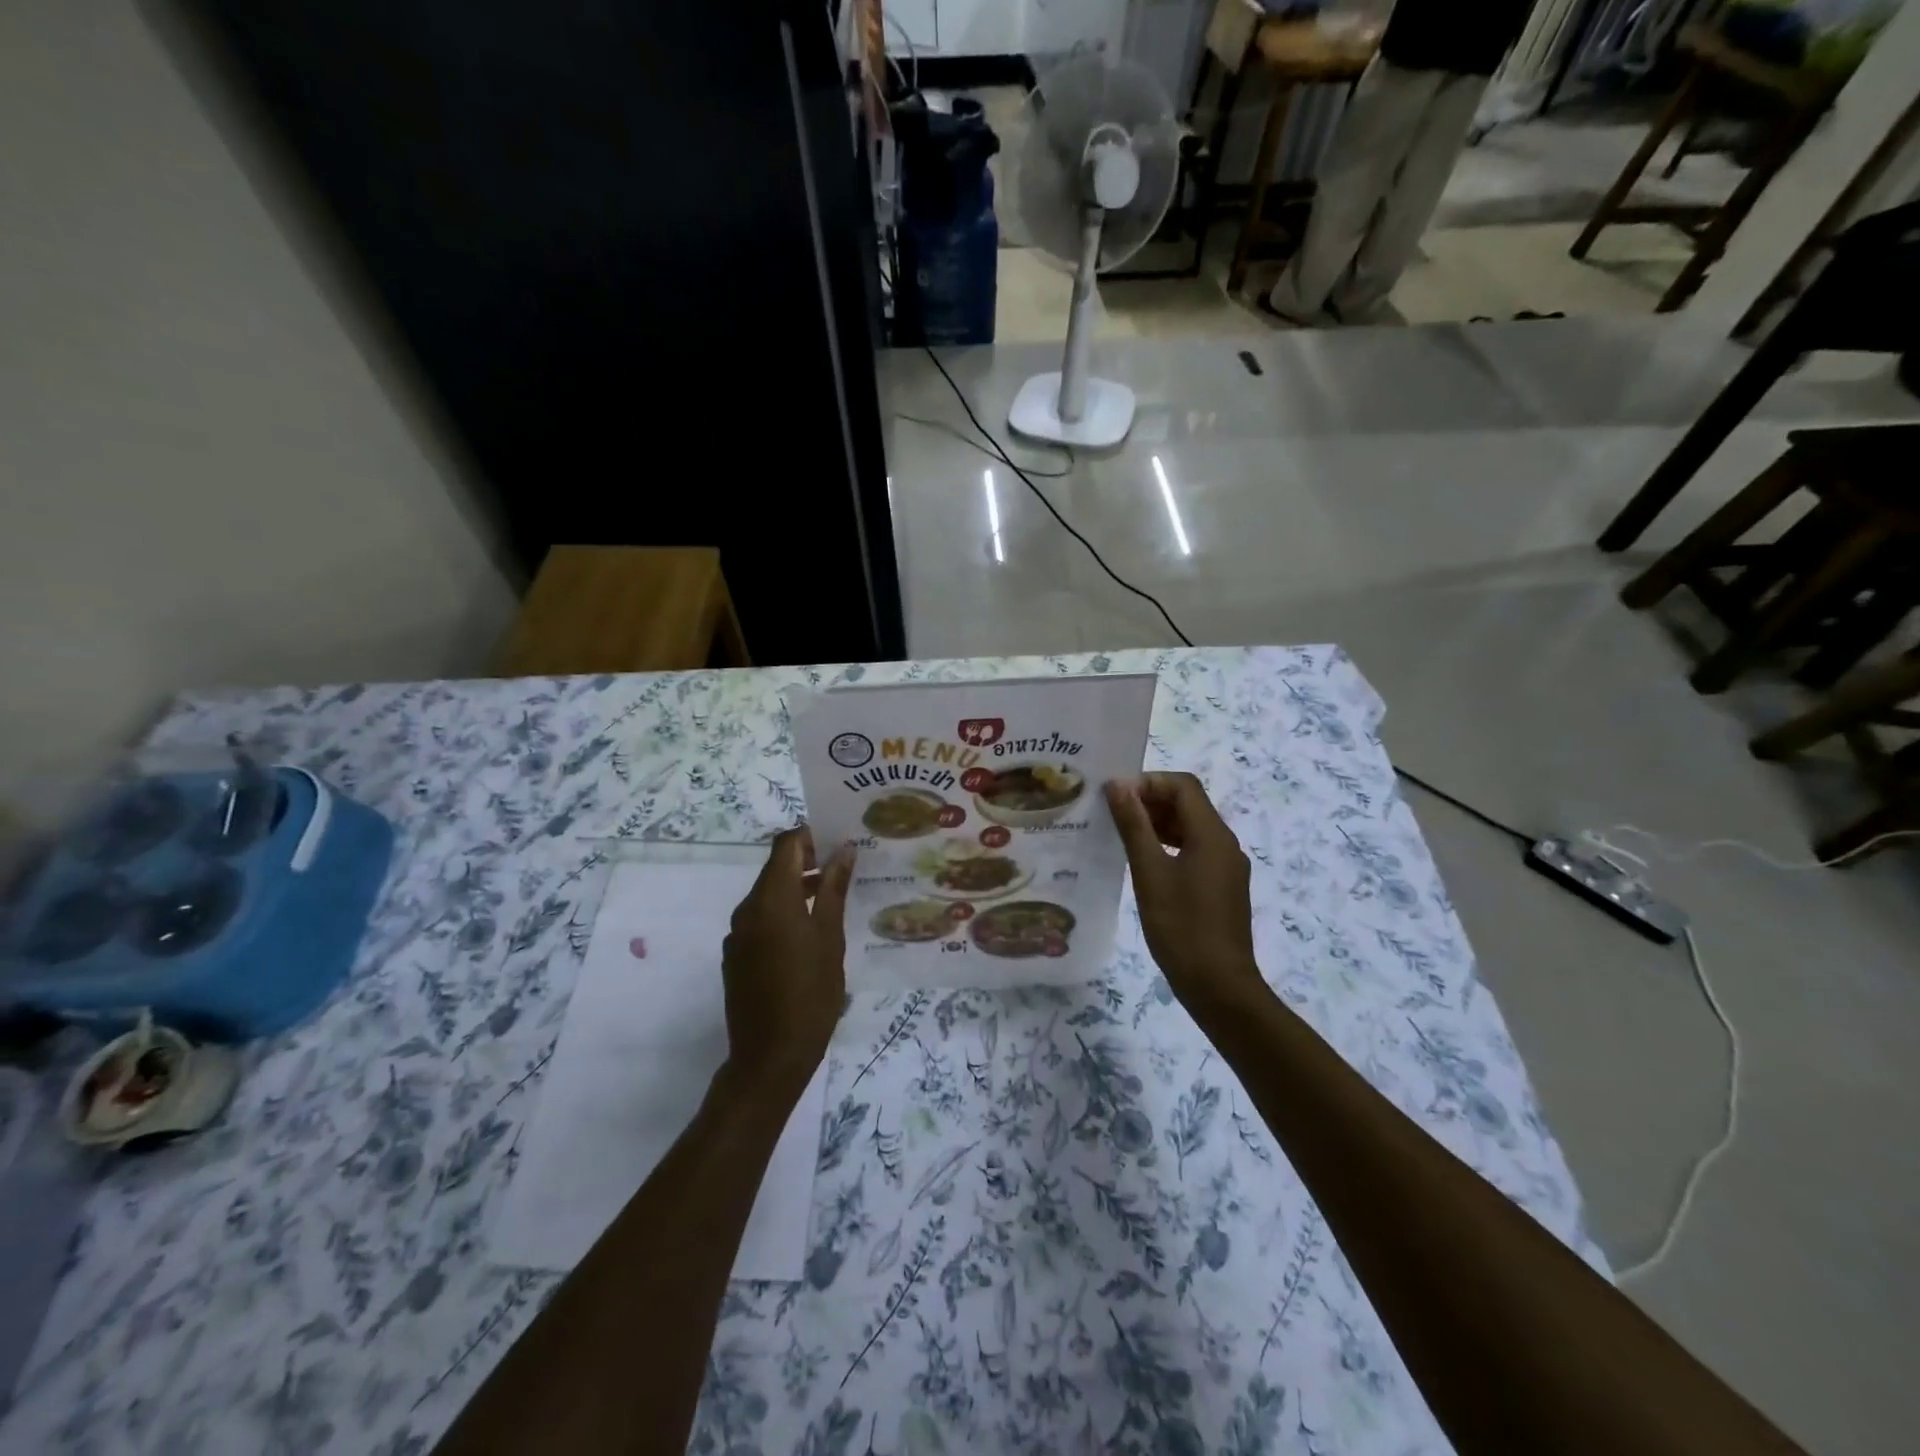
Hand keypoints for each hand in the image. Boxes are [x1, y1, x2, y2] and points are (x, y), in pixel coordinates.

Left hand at [720, 827, 854, 1098]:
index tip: (839, 841)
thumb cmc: (811, 993)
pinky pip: (761, 920)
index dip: (810, 836)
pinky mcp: (736, 956)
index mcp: (771, 898)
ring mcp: (738, 934)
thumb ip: (833, 889)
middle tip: (844, 869)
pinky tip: (809, 936)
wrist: (770, 1057)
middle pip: (776, 868)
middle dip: (808, 863)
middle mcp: (747, 909)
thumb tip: (843, 850)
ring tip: (833, 901)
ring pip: (769, 895)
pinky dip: (784, 915)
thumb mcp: (830, 937)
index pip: (785, 845)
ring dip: (797, 890)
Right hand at [1105, 774, 1261, 1011]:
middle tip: (1112, 813)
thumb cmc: (1181, 927)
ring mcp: (1226, 867)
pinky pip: (1195, 851)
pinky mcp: (1222, 887)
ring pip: (1191, 828)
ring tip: (1122, 834)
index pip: (1183, 786)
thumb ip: (1134, 826)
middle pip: (1189, 804)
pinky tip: (1144, 862)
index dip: (1149, 782)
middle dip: (1151, 801)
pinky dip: (1169, 845)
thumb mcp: (1150, 873)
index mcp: (1212, 834)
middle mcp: (1225, 843)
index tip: (1115, 796)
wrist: (1219, 986)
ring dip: (1158, 824)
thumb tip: (1118, 786)